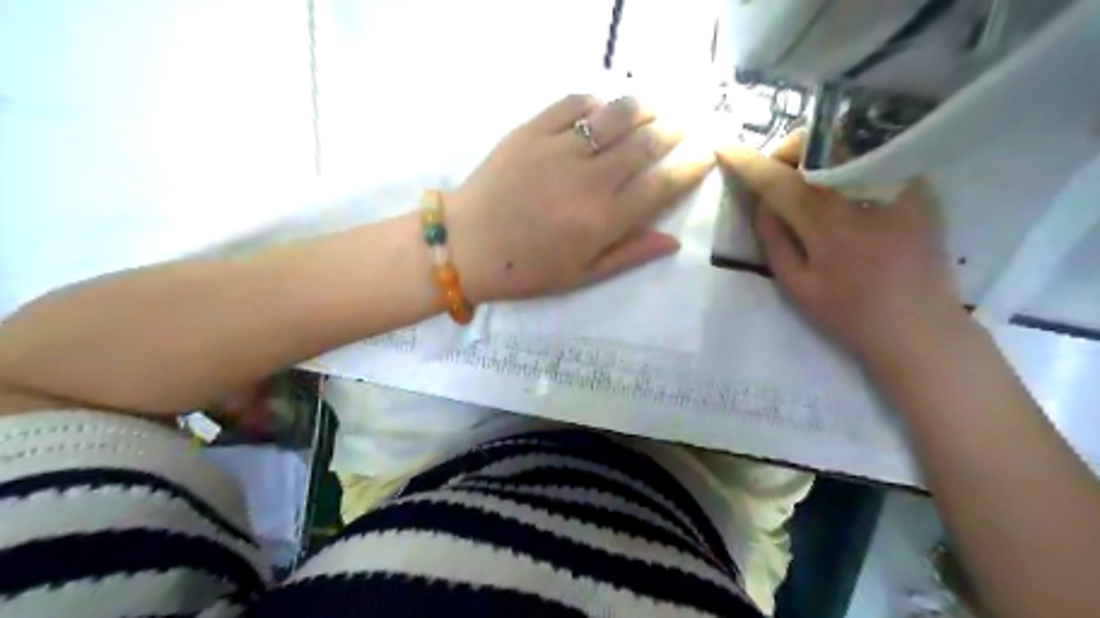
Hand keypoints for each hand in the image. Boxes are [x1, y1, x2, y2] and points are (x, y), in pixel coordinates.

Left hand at [443, 95, 712, 303]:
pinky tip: (602, 109)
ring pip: (615, 116)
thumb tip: (673, 240)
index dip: (690, 167)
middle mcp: (588, 180)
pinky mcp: (530, 131)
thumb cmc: (525, 269)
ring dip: (643, 108)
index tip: (705, 154)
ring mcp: (558, 150)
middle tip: (685, 124)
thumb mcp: (581, 276)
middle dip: (674, 131)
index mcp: (602, 221)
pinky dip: (595, 102)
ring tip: (655, 107)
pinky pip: (573, 104)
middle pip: (645, 144)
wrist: (465, 246)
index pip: (662, 185)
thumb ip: (629, 255)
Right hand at [714, 130, 964, 360]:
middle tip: (777, 172)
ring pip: (849, 143)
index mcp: (828, 226)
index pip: (779, 182)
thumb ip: (774, 241)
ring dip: (817, 151)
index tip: (725, 148)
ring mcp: (899, 189)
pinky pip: (877, 158)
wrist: (920, 330)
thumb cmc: (849, 316)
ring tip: (807, 177)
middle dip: (788, 148)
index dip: (748, 162)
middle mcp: (864, 197)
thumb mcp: (797, 288)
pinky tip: (844, 187)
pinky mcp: (921, 191)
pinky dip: (849, 162)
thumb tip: (762, 202)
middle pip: (819, 145)